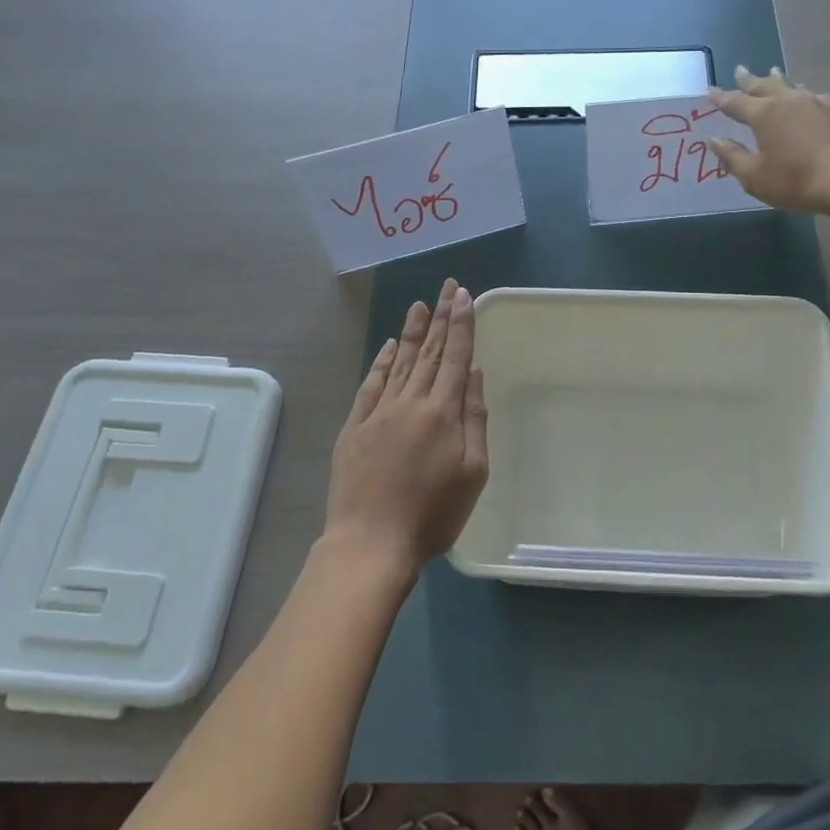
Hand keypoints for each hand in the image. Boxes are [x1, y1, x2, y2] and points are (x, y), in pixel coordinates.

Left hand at [326, 279, 488, 572]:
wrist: (370, 543)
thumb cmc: (433, 514)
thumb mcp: (473, 472)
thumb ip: (475, 420)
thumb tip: (473, 375)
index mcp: (442, 412)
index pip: (455, 357)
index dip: (461, 325)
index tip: (464, 296)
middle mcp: (410, 402)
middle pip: (429, 352)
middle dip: (441, 317)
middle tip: (447, 286)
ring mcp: (378, 413)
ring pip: (399, 362)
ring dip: (411, 332)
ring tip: (420, 304)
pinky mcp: (354, 427)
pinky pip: (370, 385)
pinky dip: (381, 362)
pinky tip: (388, 346)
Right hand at [708, 66, 829, 215]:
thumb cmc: (796, 180)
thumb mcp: (755, 176)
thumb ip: (732, 157)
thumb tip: (713, 139)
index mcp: (764, 115)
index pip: (736, 102)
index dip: (721, 97)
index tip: (710, 89)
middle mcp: (788, 101)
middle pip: (764, 86)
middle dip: (749, 80)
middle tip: (739, 70)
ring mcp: (816, 103)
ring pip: (791, 86)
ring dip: (778, 80)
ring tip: (773, 72)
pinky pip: (815, 96)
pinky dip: (804, 93)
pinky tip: (809, 96)